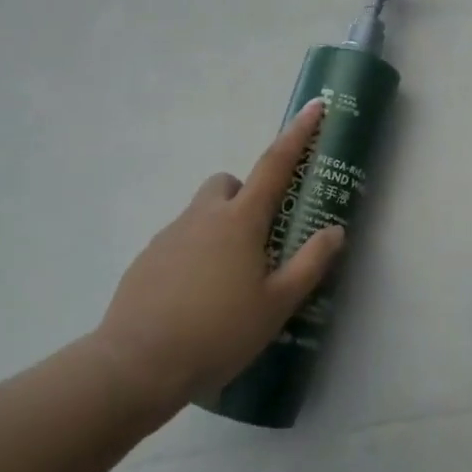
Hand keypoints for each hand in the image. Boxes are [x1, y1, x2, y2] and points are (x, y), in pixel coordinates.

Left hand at [89, 100, 344, 423]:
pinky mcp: (147, 259)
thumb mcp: (277, 304)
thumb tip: (335, 230)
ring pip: (201, 213)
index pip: (276, 164)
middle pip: (228, 183)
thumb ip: (310, 264)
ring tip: (228, 280)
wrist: (136, 365)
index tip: (315, 106)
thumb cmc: (217, 332)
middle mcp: (204, 216)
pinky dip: (194, 254)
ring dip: (219, 227)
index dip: (299, 133)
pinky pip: (179, 241)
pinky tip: (196, 298)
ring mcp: (170, 235)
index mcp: (241, 220)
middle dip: (246, 195)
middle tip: (259, 237)